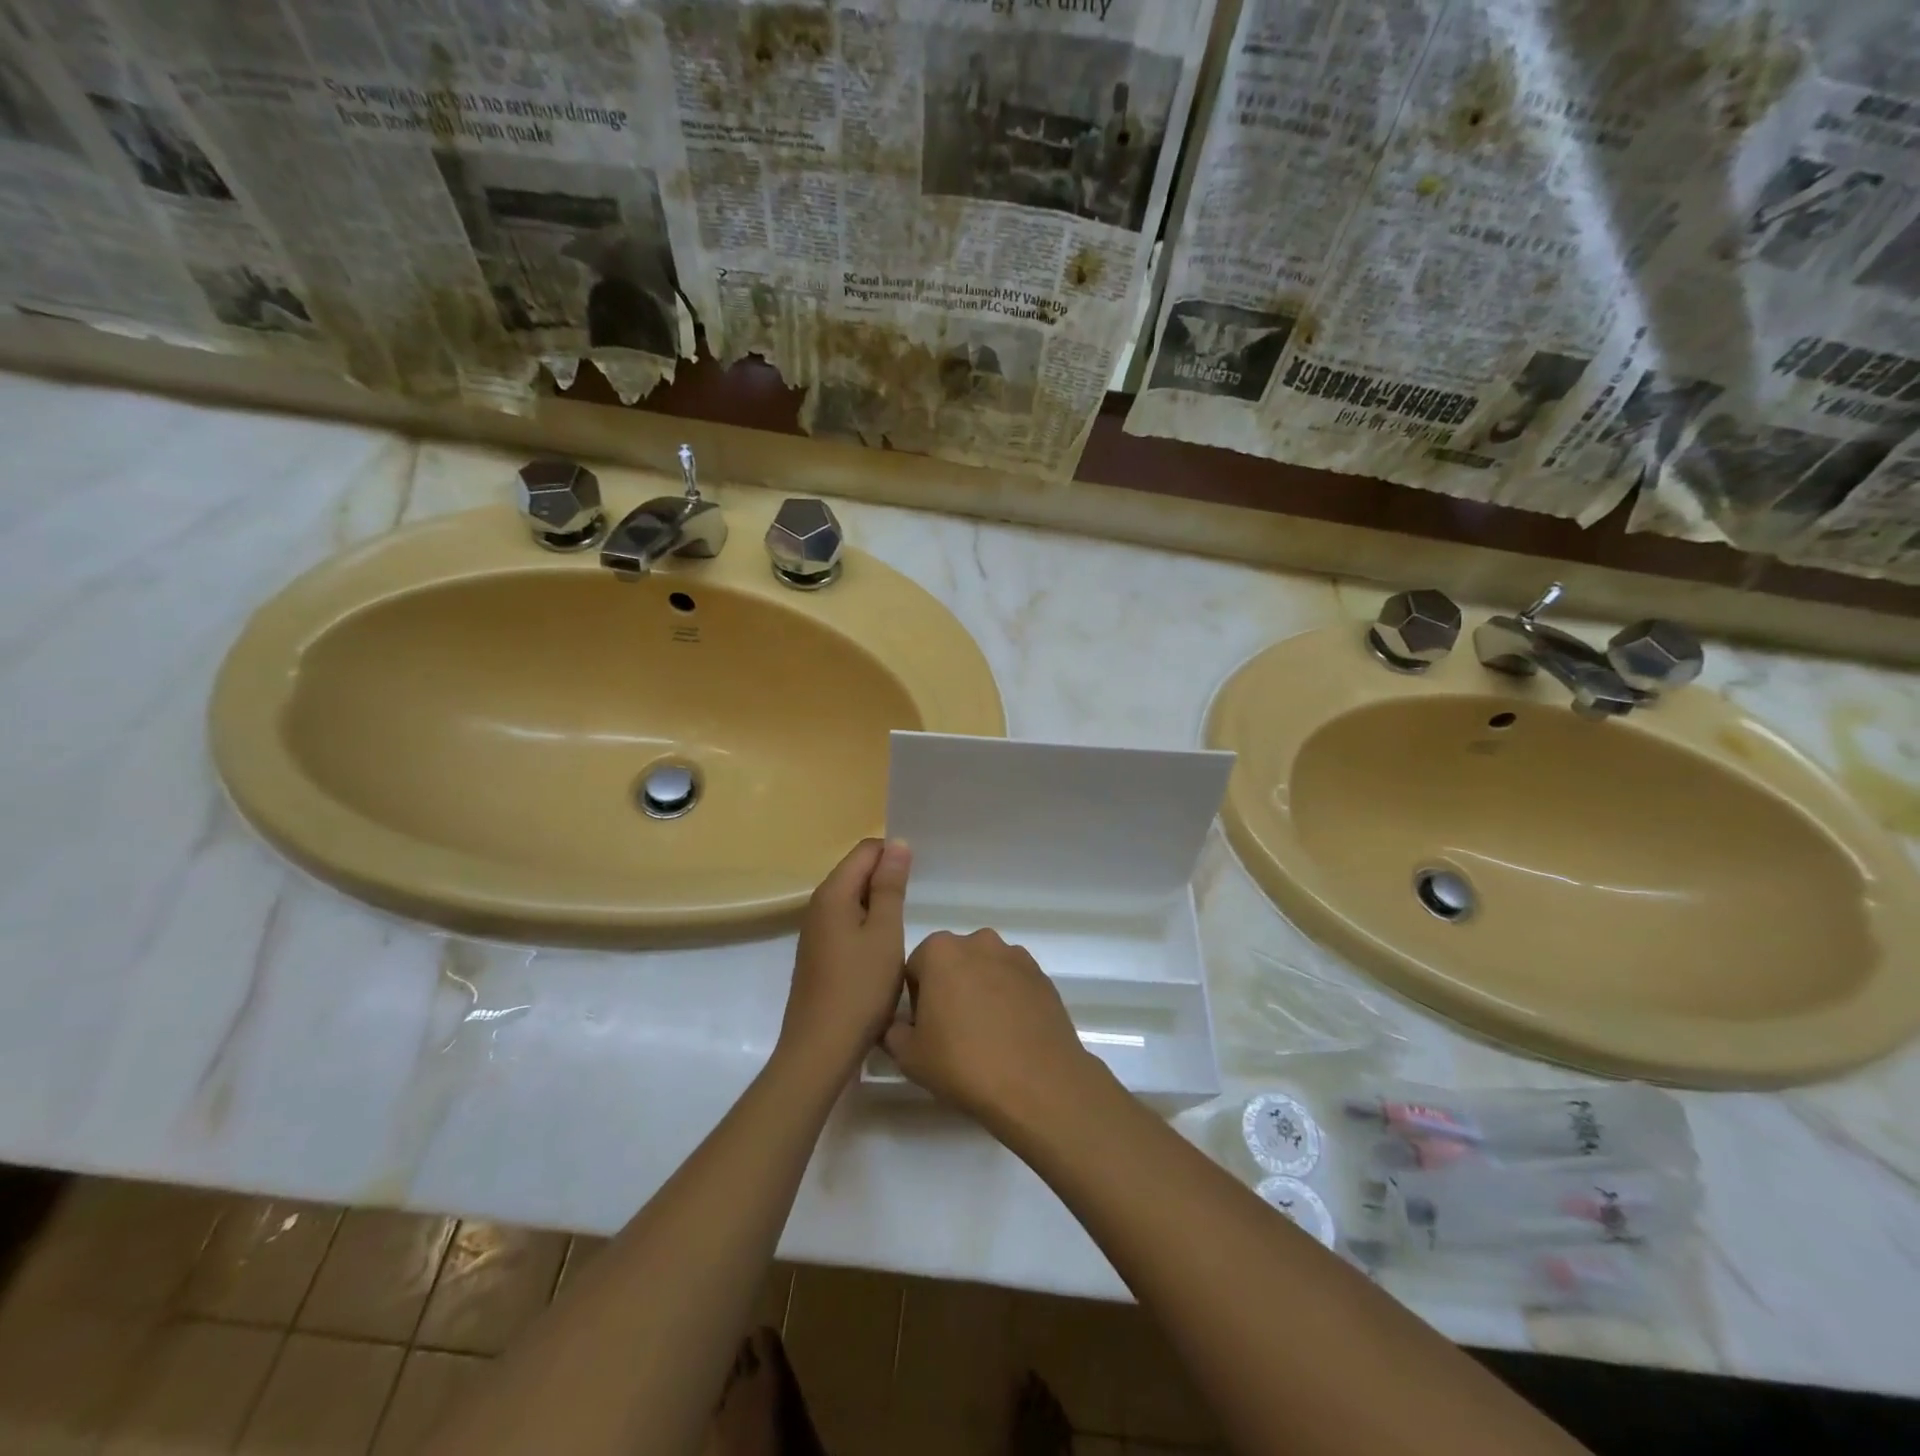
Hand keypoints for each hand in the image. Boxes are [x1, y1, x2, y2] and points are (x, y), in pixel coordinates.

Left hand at [778, 838, 910, 1079]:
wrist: (820, 1050)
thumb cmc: (860, 988)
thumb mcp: (885, 933)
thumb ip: (890, 887)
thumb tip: (897, 844)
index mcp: (832, 893)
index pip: (866, 850)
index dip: (894, 854)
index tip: (920, 876)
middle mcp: (818, 906)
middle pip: (856, 872)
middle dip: (887, 877)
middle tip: (919, 899)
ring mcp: (815, 932)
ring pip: (852, 899)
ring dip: (879, 904)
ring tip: (906, 923)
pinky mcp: (819, 955)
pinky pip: (846, 923)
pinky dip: (867, 925)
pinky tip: (884, 949)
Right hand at [883, 929, 1105, 1132]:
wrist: (1037, 1083)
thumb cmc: (964, 1063)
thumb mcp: (909, 1056)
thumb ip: (893, 1033)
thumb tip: (897, 1026)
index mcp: (940, 950)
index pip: (915, 969)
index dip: (915, 1001)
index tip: (924, 1030)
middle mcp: (979, 941)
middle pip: (952, 963)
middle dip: (949, 989)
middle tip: (952, 1033)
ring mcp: (1015, 956)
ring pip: (985, 970)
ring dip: (980, 991)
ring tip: (986, 1035)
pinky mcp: (1042, 975)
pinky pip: (1014, 983)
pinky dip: (1008, 1000)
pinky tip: (1010, 1035)